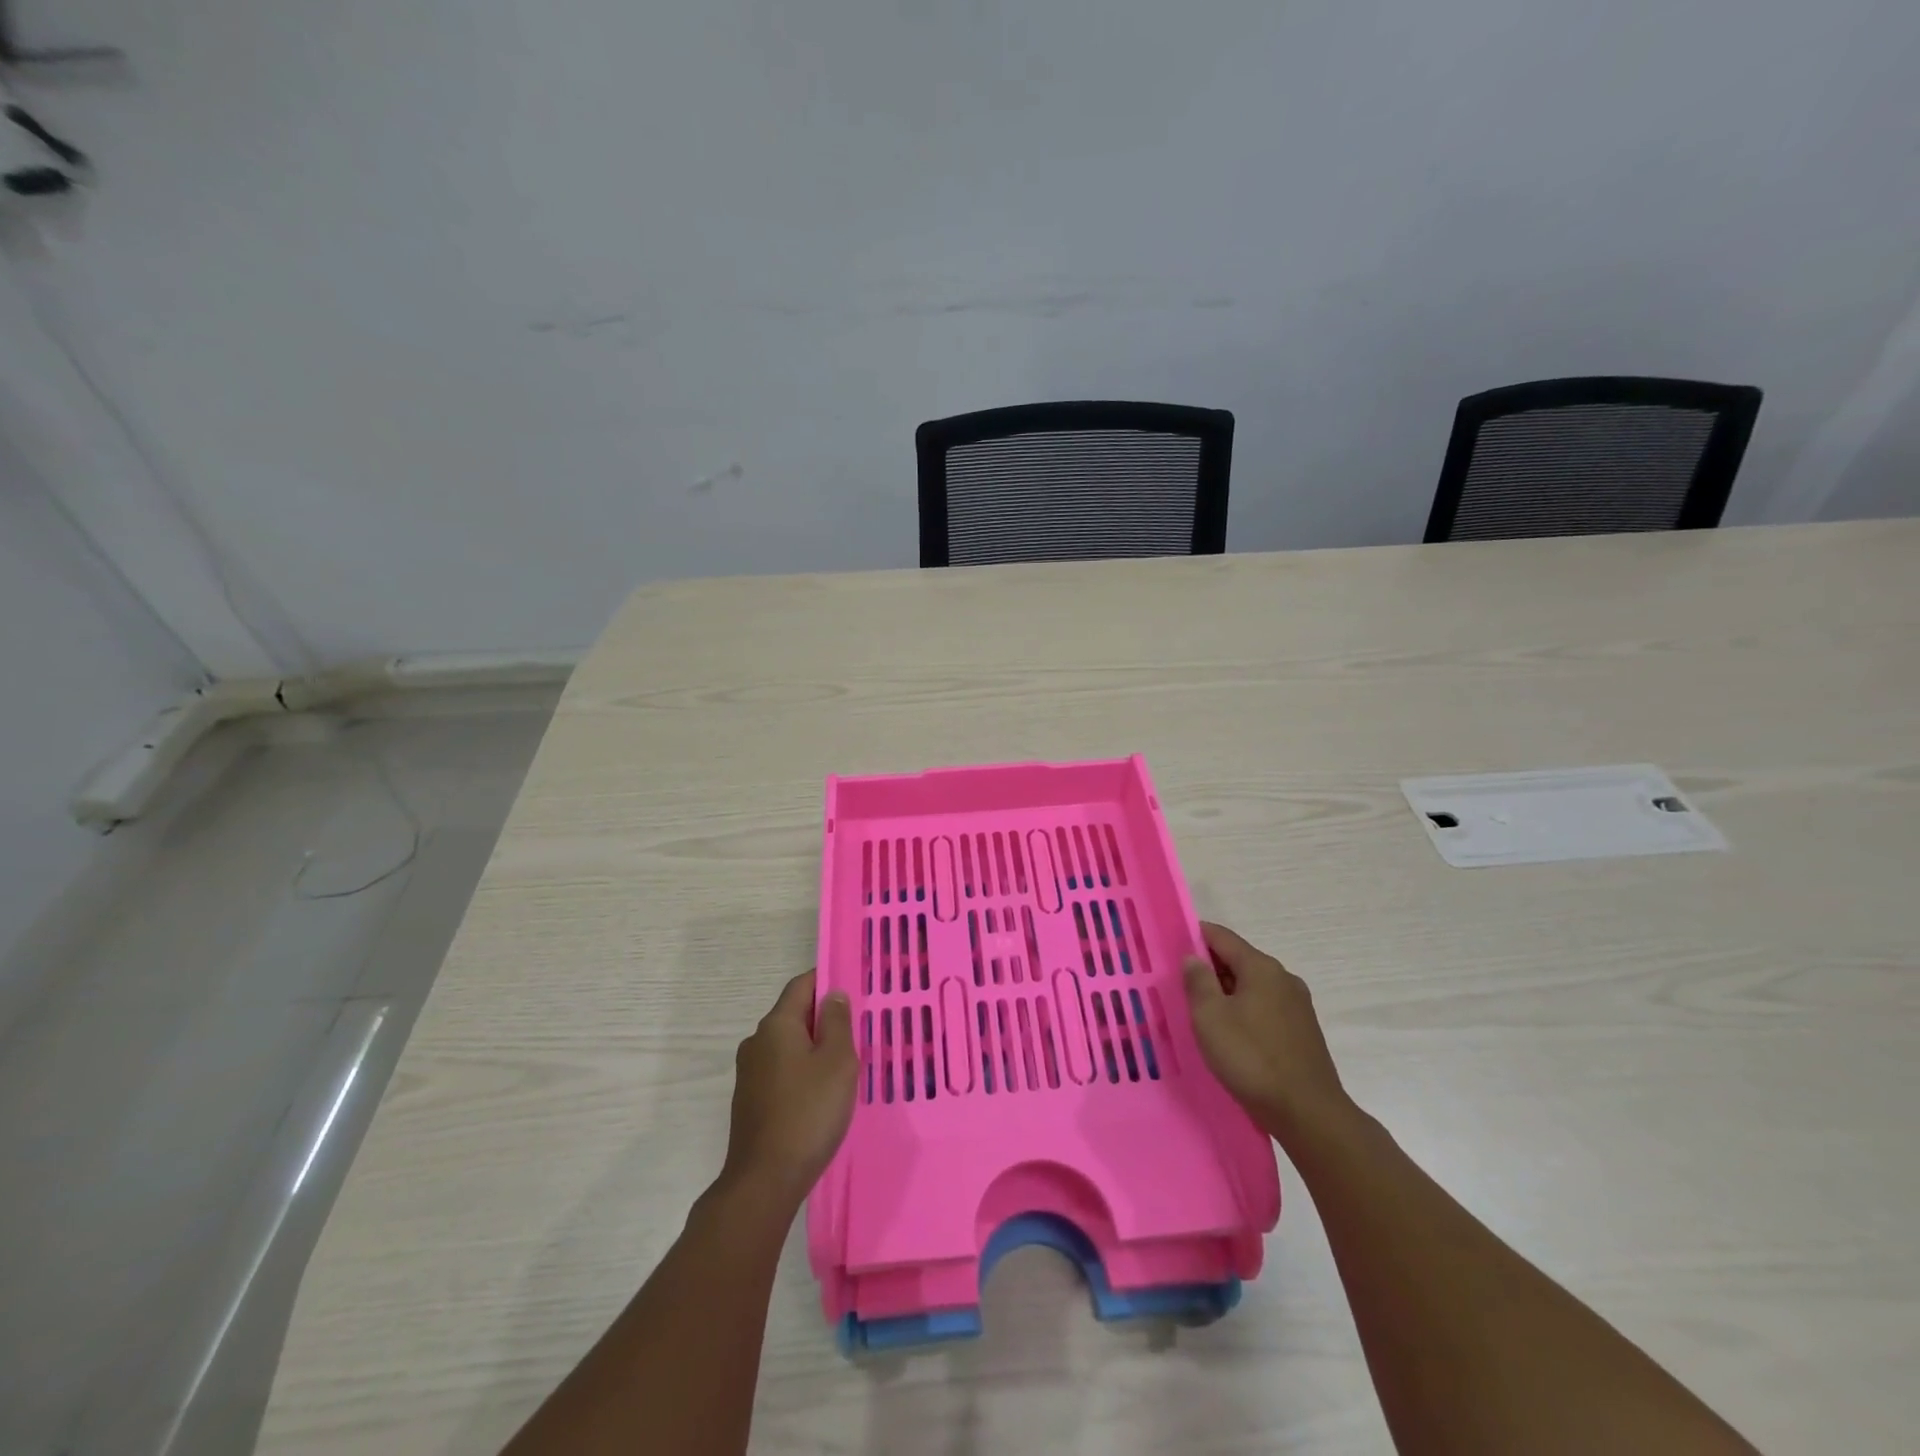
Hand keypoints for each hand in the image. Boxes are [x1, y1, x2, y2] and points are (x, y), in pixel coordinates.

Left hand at [720, 970, 857, 1207]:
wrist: (764, 1181)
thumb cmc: (808, 1113)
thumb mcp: (837, 1061)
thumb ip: (837, 1022)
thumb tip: (833, 994)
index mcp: (776, 1025)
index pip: (802, 985)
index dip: (827, 980)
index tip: (854, 988)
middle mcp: (757, 1041)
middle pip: (795, 1015)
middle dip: (824, 1018)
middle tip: (857, 1032)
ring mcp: (750, 1073)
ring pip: (789, 1045)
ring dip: (814, 1048)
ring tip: (844, 1067)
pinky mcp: (750, 1100)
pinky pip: (782, 1071)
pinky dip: (802, 1072)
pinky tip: (821, 1095)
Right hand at [1183, 922, 1353, 1146]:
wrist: (1308, 1113)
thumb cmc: (1251, 1058)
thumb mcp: (1210, 1017)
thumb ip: (1198, 981)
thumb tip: (1193, 958)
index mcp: (1261, 968)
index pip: (1221, 937)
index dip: (1194, 936)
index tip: (1171, 945)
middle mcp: (1283, 978)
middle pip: (1239, 960)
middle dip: (1209, 968)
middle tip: (1180, 983)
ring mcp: (1297, 1006)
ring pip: (1252, 986)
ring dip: (1226, 992)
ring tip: (1201, 1011)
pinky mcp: (1303, 1031)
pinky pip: (1265, 1008)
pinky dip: (1244, 1011)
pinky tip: (1230, 1033)